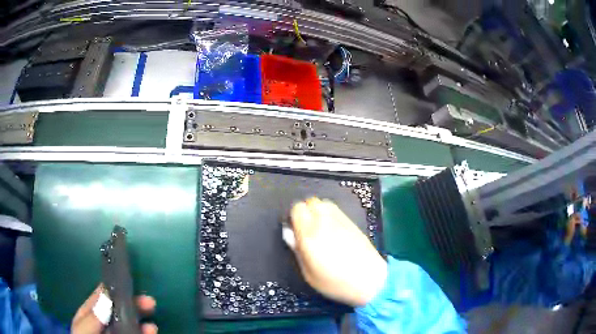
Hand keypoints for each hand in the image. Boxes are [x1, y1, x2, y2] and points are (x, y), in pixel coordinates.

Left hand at [71, 284, 157, 333]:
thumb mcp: (83, 331)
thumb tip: (106, 298)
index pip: (101, 297)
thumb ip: (92, 318)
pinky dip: (144, 333)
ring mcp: (116, 333)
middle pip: (119, 310)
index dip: (113, 289)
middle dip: (133, 305)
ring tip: (152, 327)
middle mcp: (104, 323)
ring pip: (129, 323)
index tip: (127, 283)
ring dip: (142, 321)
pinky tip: (150, 333)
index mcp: (90, 315)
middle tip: (149, 303)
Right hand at [290, 197, 386, 305]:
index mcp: (310, 236)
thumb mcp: (309, 274)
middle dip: (305, 212)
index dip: (293, 217)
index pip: (297, 209)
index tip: (294, 229)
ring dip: (318, 211)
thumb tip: (289, 233)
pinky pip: (336, 210)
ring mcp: (341, 221)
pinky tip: (332, 229)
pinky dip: (329, 214)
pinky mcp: (352, 223)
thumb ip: (297, 251)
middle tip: (306, 229)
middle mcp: (325, 223)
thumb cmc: (335, 283)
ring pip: (324, 203)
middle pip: (311, 202)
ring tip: (319, 227)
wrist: (369, 280)